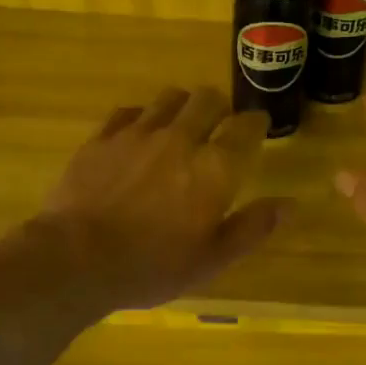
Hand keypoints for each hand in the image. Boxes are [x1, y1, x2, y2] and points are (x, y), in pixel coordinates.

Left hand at [36, 87, 286, 311]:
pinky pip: (128, 112)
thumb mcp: (212, 260)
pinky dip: (142, 118)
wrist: (75, 259)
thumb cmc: (152, 266)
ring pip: (169, 98)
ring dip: (183, 106)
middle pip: (208, 99)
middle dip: (220, 107)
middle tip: (219, 125)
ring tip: (181, 125)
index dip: (256, 122)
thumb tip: (290, 204)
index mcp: (214, 168)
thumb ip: (252, 228)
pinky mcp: (101, 139)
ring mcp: (137, 134)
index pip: (246, 127)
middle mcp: (180, 139)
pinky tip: (139, 135)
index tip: (258, 126)